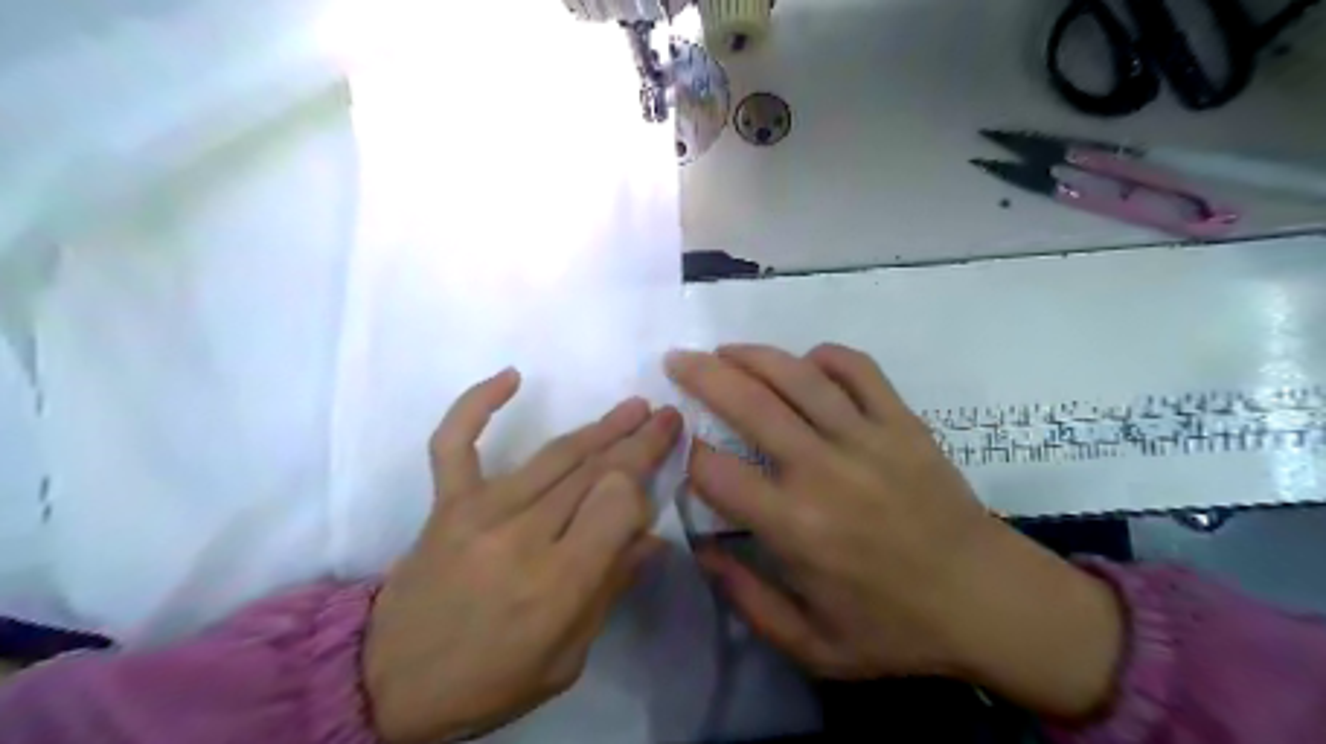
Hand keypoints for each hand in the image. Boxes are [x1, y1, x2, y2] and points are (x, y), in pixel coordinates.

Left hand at [365, 370, 682, 741]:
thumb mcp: (566, 658)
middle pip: (594, 472)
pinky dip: (479, 403)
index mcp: (557, 582)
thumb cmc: (489, 680)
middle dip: (638, 442)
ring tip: (634, 407)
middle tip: (666, 417)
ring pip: (553, 455)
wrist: (389, 684)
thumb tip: (651, 538)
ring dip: (599, 427)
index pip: (618, 503)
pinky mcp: (446, 502)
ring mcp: (478, 511)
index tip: (652, 486)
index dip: (641, 487)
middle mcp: (521, 535)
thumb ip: (610, 590)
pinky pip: (455, 441)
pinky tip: (511, 376)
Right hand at [670, 347, 1122, 723]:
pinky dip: (826, 356)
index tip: (683, 451)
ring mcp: (868, 439)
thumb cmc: (895, 628)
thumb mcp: (812, 645)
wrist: (990, 602)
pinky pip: (859, 370)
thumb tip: (701, 549)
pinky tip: (806, 362)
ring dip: (753, 355)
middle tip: (678, 360)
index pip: (717, 472)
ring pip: (799, 377)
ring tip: (725, 350)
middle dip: (703, 376)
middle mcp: (824, 472)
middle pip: (750, 405)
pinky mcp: (903, 423)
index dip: (689, 455)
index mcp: (796, 528)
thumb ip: (746, 599)